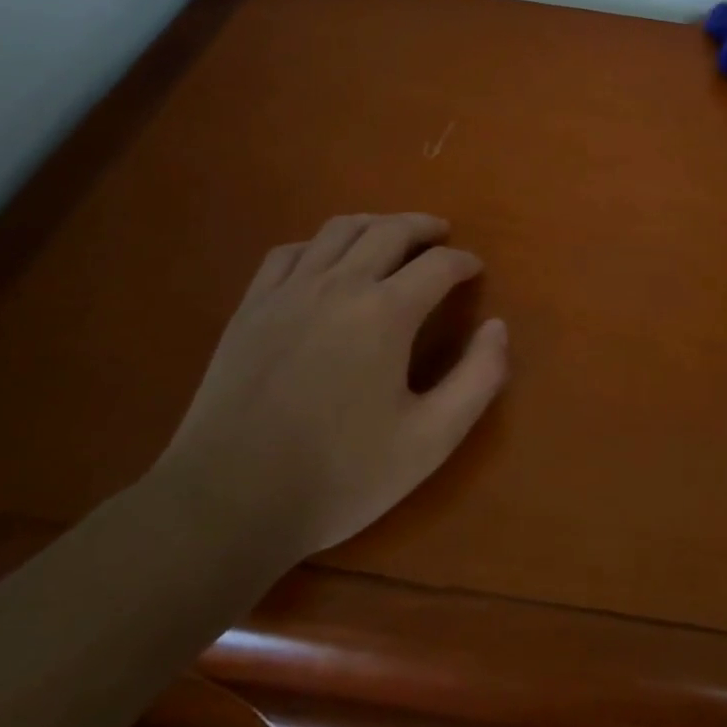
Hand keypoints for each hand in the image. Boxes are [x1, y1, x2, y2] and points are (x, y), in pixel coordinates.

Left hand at [151, 213, 508, 559]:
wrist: (228, 503)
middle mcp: (340, 285)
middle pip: (390, 230)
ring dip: (375, 223)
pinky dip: (319, 244)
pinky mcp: (251, 307)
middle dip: (424, 226)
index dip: (463, 262)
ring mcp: (289, 291)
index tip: (475, 269)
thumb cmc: (339, 476)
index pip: (438, 265)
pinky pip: (290, 252)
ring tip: (392, 234)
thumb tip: (498, 327)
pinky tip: (325, 260)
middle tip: (442, 235)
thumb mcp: (430, 440)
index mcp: (386, 313)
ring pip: (339, 230)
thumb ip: (477, 379)